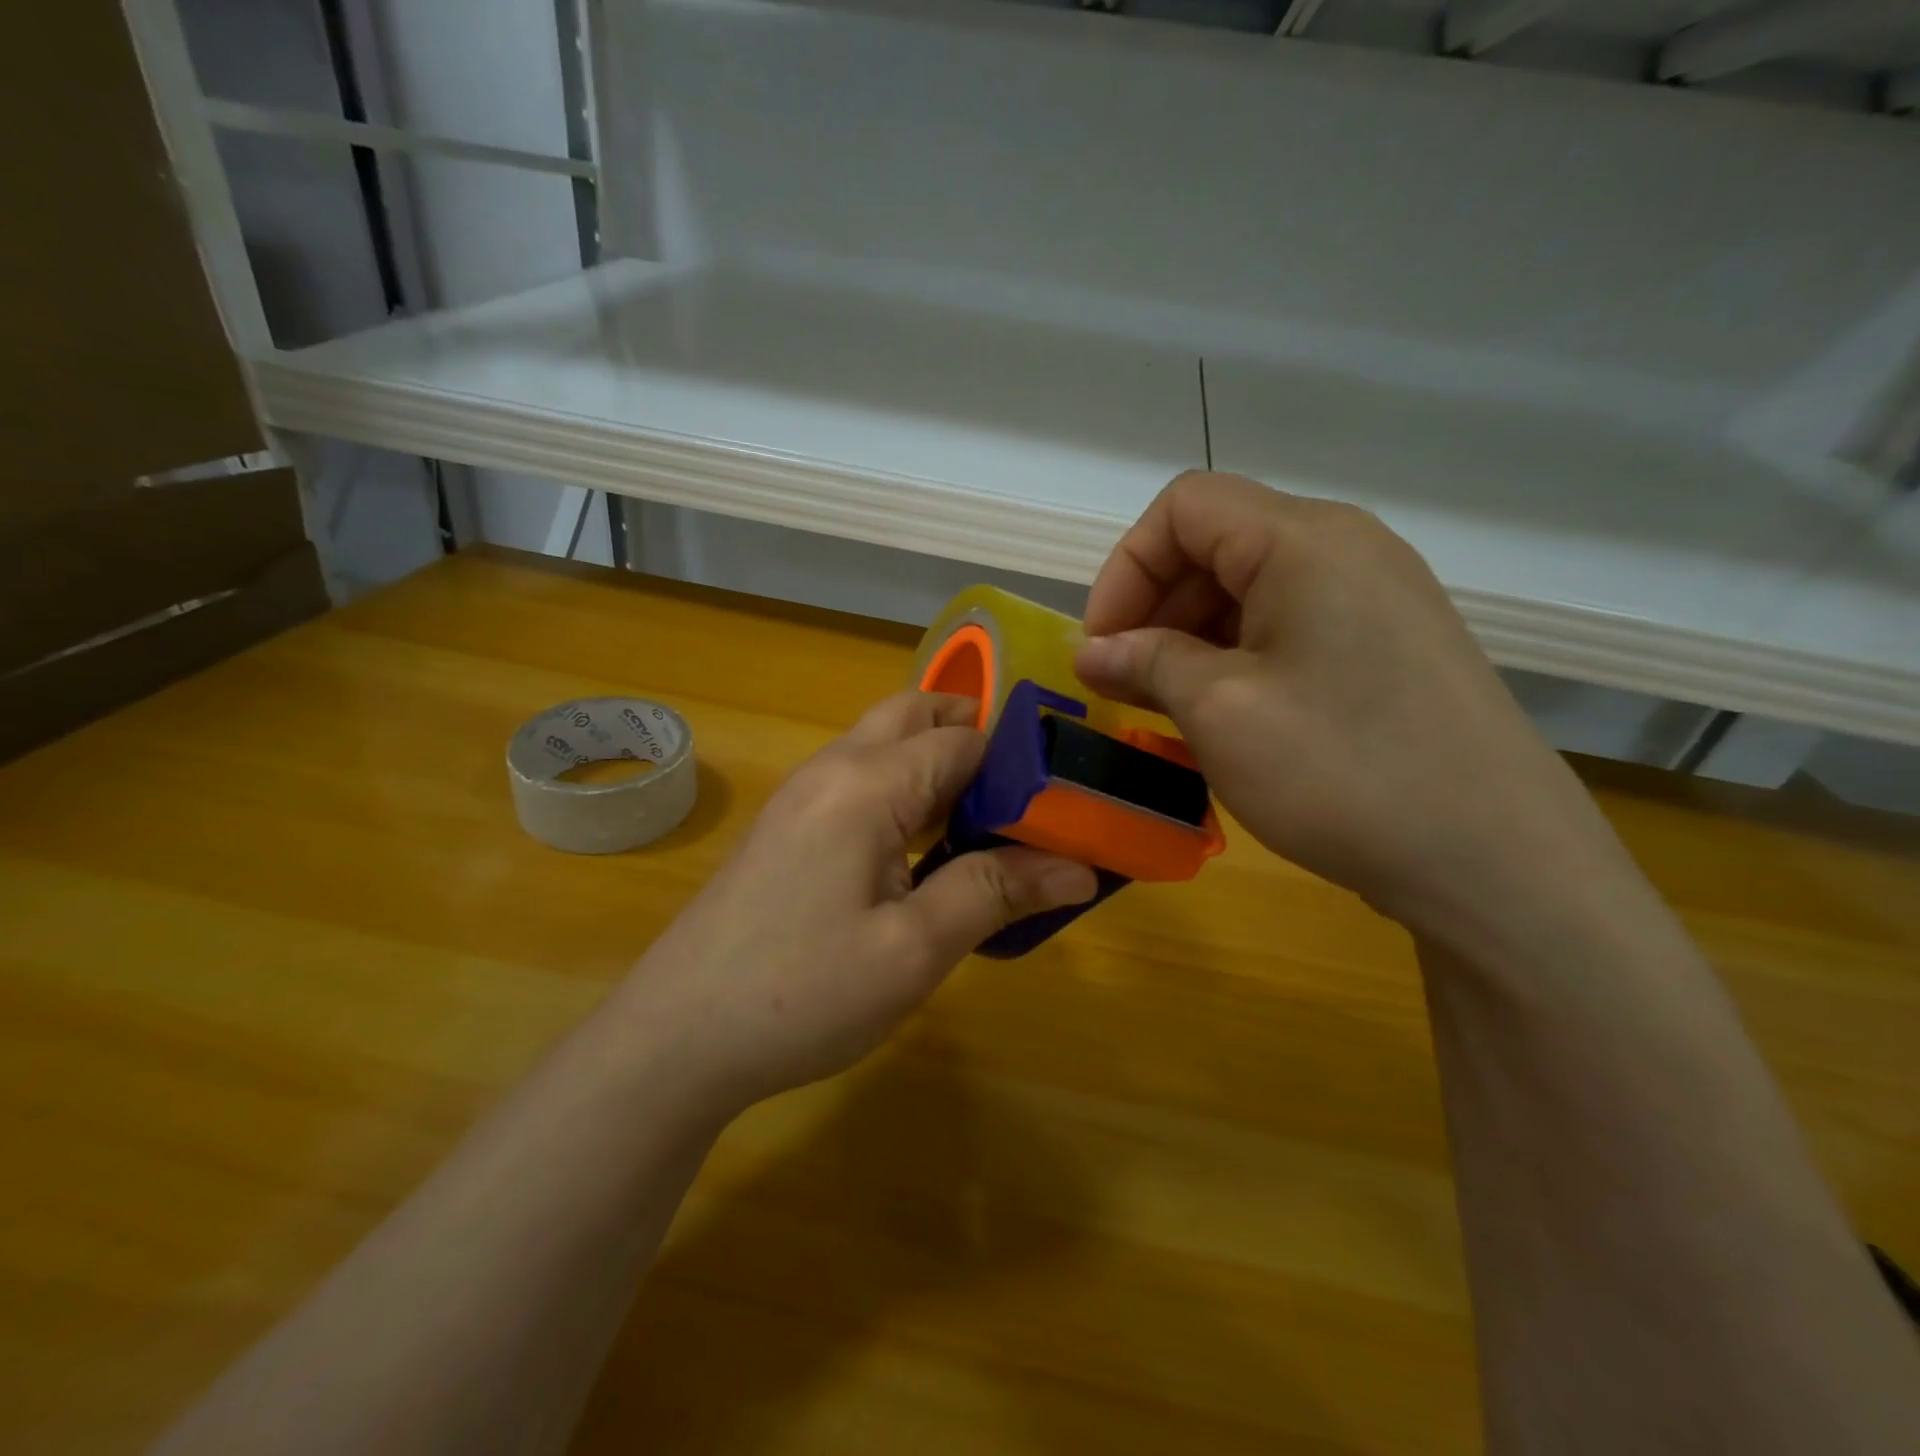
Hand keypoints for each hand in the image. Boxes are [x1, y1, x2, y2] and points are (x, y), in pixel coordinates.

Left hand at [620, 692, 1097, 1114]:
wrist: (675, 1037)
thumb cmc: (801, 993)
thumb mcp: (913, 950)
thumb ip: (995, 893)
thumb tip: (1079, 866)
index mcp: (867, 783)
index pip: (962, 740)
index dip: (1018, 765)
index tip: (1062, 806)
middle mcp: (832, 769)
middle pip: (913, 716)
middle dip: (973, 738)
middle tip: (1024, 797)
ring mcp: (802, 796)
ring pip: (883, 745)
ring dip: (937, 765)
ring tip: (987, 823)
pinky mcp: (787, 827)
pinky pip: (859, 781)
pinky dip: (903, 791)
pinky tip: (923, 850)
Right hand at [1074, 471, 1626, 942]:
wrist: (1495, 862)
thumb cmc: (1342, 771)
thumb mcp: (1221, 711)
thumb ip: (1147, 663)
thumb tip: (1092, 651)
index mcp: (1304, 540)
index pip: (1183, 508)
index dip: (1126, 569)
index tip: (1102, 645)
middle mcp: (1345, 549)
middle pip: (1217, 545)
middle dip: (1154, 609)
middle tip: (1122, 685)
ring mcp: (1376, 599)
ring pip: (1251, 592)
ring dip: (1191, 641)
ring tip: (1165, 709)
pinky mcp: (1389, 648)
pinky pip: (1290, 630)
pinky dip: (1237, 662)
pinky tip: (1222, 719)